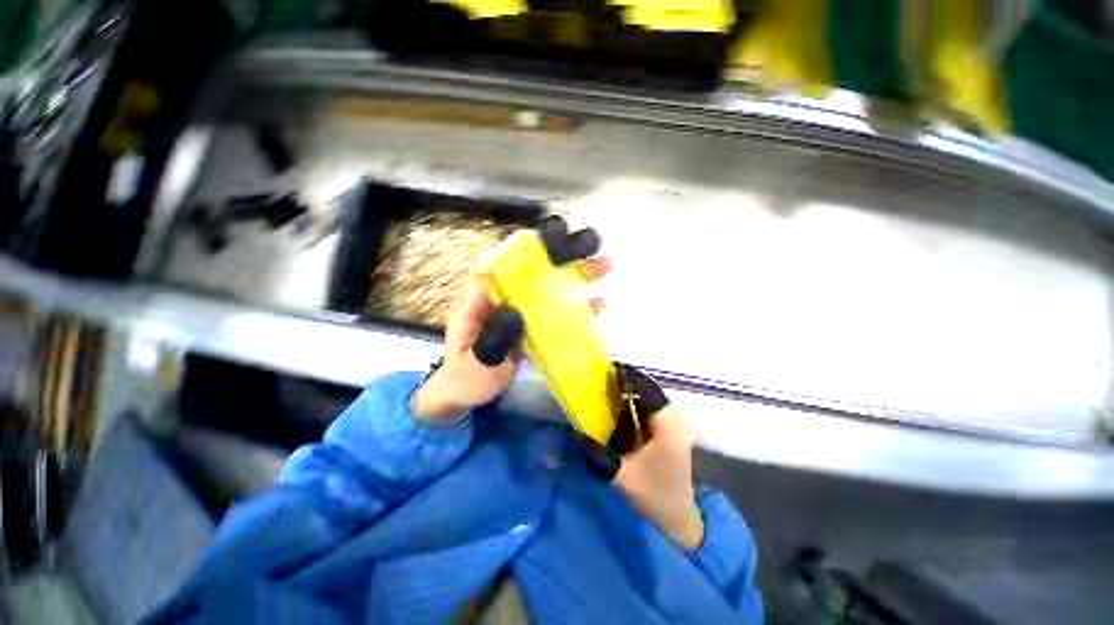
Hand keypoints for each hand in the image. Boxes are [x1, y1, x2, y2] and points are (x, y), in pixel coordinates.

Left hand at [412, 216, 610, 421]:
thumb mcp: (472, 365)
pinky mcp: (534, 327)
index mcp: (482, 301)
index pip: (504, 264)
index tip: (555, 237)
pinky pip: (558, 312)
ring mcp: (521, 313)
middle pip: (533, 270)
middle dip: (563, 256)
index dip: (527, 249)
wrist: (465, 398)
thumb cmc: (462, 381)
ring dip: (578, 276)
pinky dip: (578, 307)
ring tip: (606, 267)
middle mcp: (504, 300)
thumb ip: (491, 342)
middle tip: (593, 247)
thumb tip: (515, 313)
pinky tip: (600, 304)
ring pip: (550, 288)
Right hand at [583, 366, 703, 550]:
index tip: (608, 368)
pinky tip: (620, 408)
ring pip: (651, 398)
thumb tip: (579, 433)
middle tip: (603, 379)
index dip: (629, 377)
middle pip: (649, 391)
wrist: (681, 518)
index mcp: (669, 427)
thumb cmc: (655, 497)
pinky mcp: (673, 430)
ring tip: (608, 389)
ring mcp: (677, 425)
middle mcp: (677, 420)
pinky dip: (636, 404)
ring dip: (631, 392)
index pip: (648, 391)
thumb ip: (599, 455)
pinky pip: (652, 408)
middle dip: (627, 383)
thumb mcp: (623, 477)